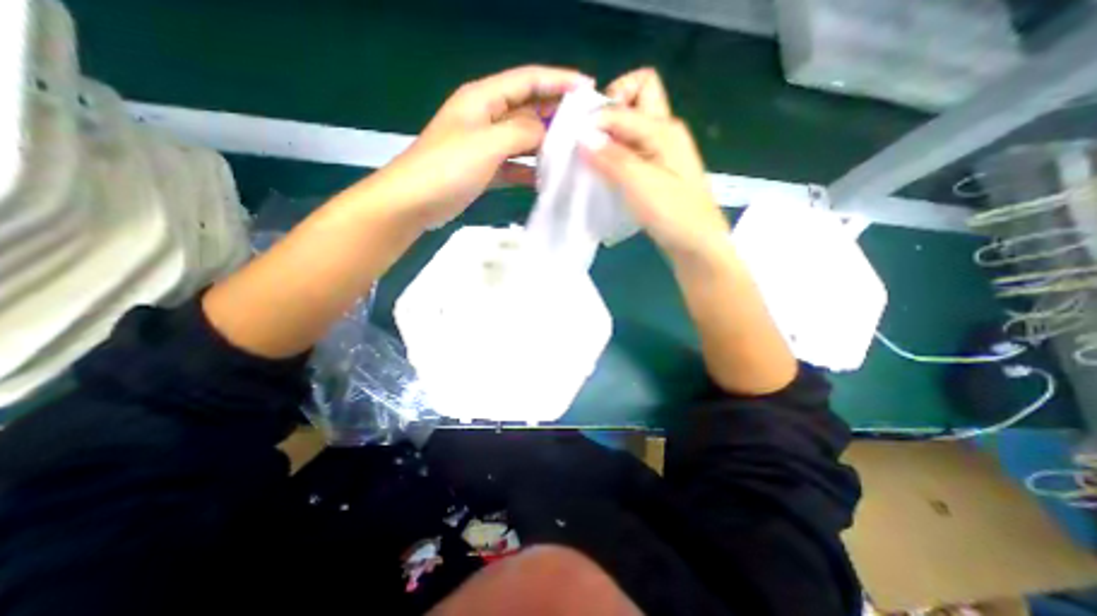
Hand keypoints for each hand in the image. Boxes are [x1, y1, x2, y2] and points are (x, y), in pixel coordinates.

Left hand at [365, 64, 591, 227]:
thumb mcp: (488, 143)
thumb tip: (546, 131)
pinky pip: (515, 164)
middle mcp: (486, 117)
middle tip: (585, 127)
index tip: (588, 89)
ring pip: (523, 139)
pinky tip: (547, 178)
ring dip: (545, 145)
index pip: (528, 80)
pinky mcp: (485, 169)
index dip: (559, 80)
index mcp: (483, 98)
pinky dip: (530, 170)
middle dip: (556, 114)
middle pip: (528, 108)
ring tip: (572, 153)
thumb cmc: (448, 167)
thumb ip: (522, 132)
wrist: (414, 202)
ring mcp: (485, 145)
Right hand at [583, 68, 725, 257]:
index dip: (596, 116)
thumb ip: (611, 157)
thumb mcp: (639, 184)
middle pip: (637, 96)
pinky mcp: (655, 170)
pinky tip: (604, 173)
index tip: (578, 141)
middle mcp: (664, 131)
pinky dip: (614, 155)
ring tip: (592, 160)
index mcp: (663, 128)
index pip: (623, 103)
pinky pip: (631, 150)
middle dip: (610, 109)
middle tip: (591, 139)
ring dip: (609, 136)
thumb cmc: (672, 213)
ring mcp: (660, 151)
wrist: (696, 243)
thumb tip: (582, 136)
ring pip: (631, 125)